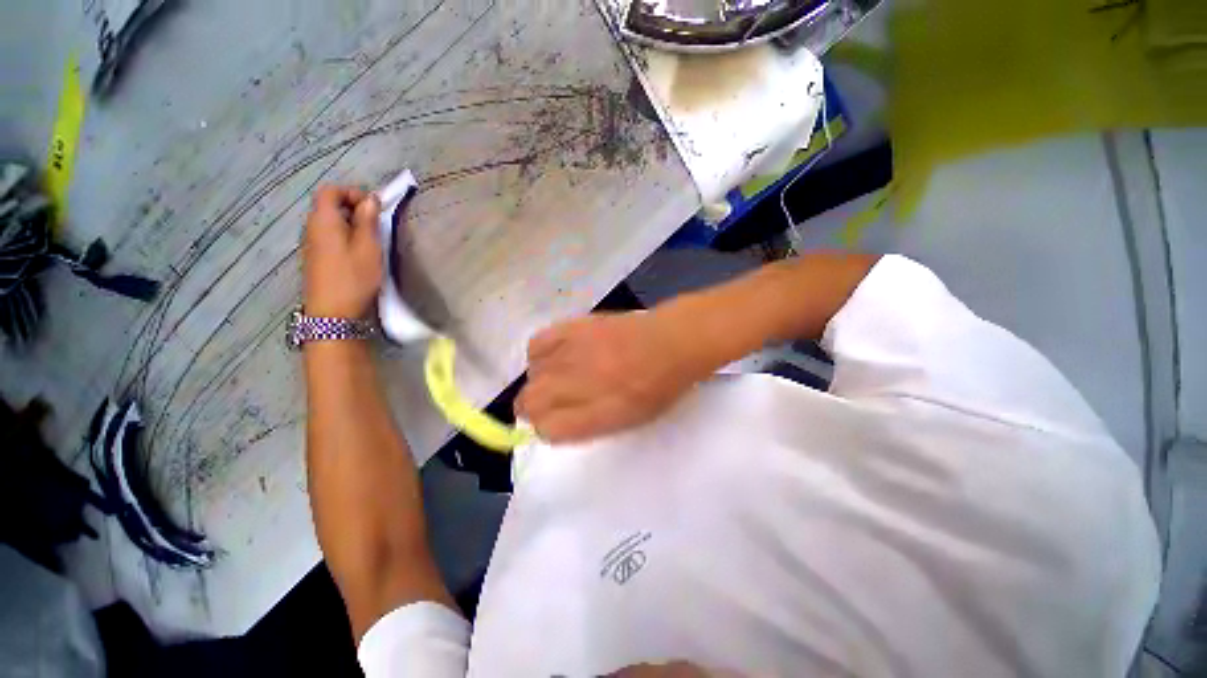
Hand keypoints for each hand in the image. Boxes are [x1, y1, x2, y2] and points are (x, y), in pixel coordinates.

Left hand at [302, 185, 381, 317]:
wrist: (333, 313)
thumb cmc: (354, 278)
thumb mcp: (368, 247)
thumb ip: (368, 220)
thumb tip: (370, 199)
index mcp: (323, 220)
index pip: (330, 191)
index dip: (352, 192)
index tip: (374, 208)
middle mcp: (312, 228)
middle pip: (328, 205)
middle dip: (353, 208)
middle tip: (377, 224)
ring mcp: (311, 244)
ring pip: (330, 222)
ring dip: (351, 224)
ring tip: (372, 240)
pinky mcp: (316, 258)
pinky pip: (329, 237)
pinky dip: (345, 236)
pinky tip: (359, 253)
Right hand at [516, 311, 709, 442]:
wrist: (671, 342)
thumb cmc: (659, 387)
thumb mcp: (627, 420)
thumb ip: (587, 425)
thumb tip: (553, 424)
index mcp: (597, 415)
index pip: (547, 430)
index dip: (547, 430)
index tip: (554, 424)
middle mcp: (579, 386)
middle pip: (529, 403)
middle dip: (534, 409)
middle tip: (551, 403)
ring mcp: (573, 354)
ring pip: (531, 376)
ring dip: (539, 382)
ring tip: (556, 378)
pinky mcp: (573, 328)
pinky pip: (537, 344)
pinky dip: (539, 355)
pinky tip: (553, 356)